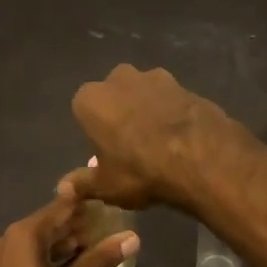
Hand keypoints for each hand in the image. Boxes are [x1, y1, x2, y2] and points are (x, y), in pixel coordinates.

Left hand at [0, 191, 138, 266]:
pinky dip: (48, 258)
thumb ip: (102, 258)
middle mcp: (7, 240)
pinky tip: (68, 265)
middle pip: (47, 225)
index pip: (60, 207)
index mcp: (24, 234)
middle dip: (75, 226)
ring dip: (62, 243)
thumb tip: (132, 236)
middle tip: (104, 225)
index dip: (84, 204)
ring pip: (37, 243)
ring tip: (92, 244)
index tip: (106, 201)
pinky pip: (27, 258)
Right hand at [67, 64, 235, 209]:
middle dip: (121, 113)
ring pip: (146, 94)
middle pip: (115, 95)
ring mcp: (158, 78)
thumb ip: (82, 183)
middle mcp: (120, 79)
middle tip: (132, 147)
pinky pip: (173, 101)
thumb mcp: (106, 186)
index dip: (96, 132)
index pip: (84, 111)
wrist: (202, 159)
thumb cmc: (141, 172)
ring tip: (161, 143)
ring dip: (149, 111)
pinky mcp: (188, 85)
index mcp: (92, 99)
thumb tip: (63, 188)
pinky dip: (174, 115)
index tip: (108, 153)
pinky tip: (183, 139)